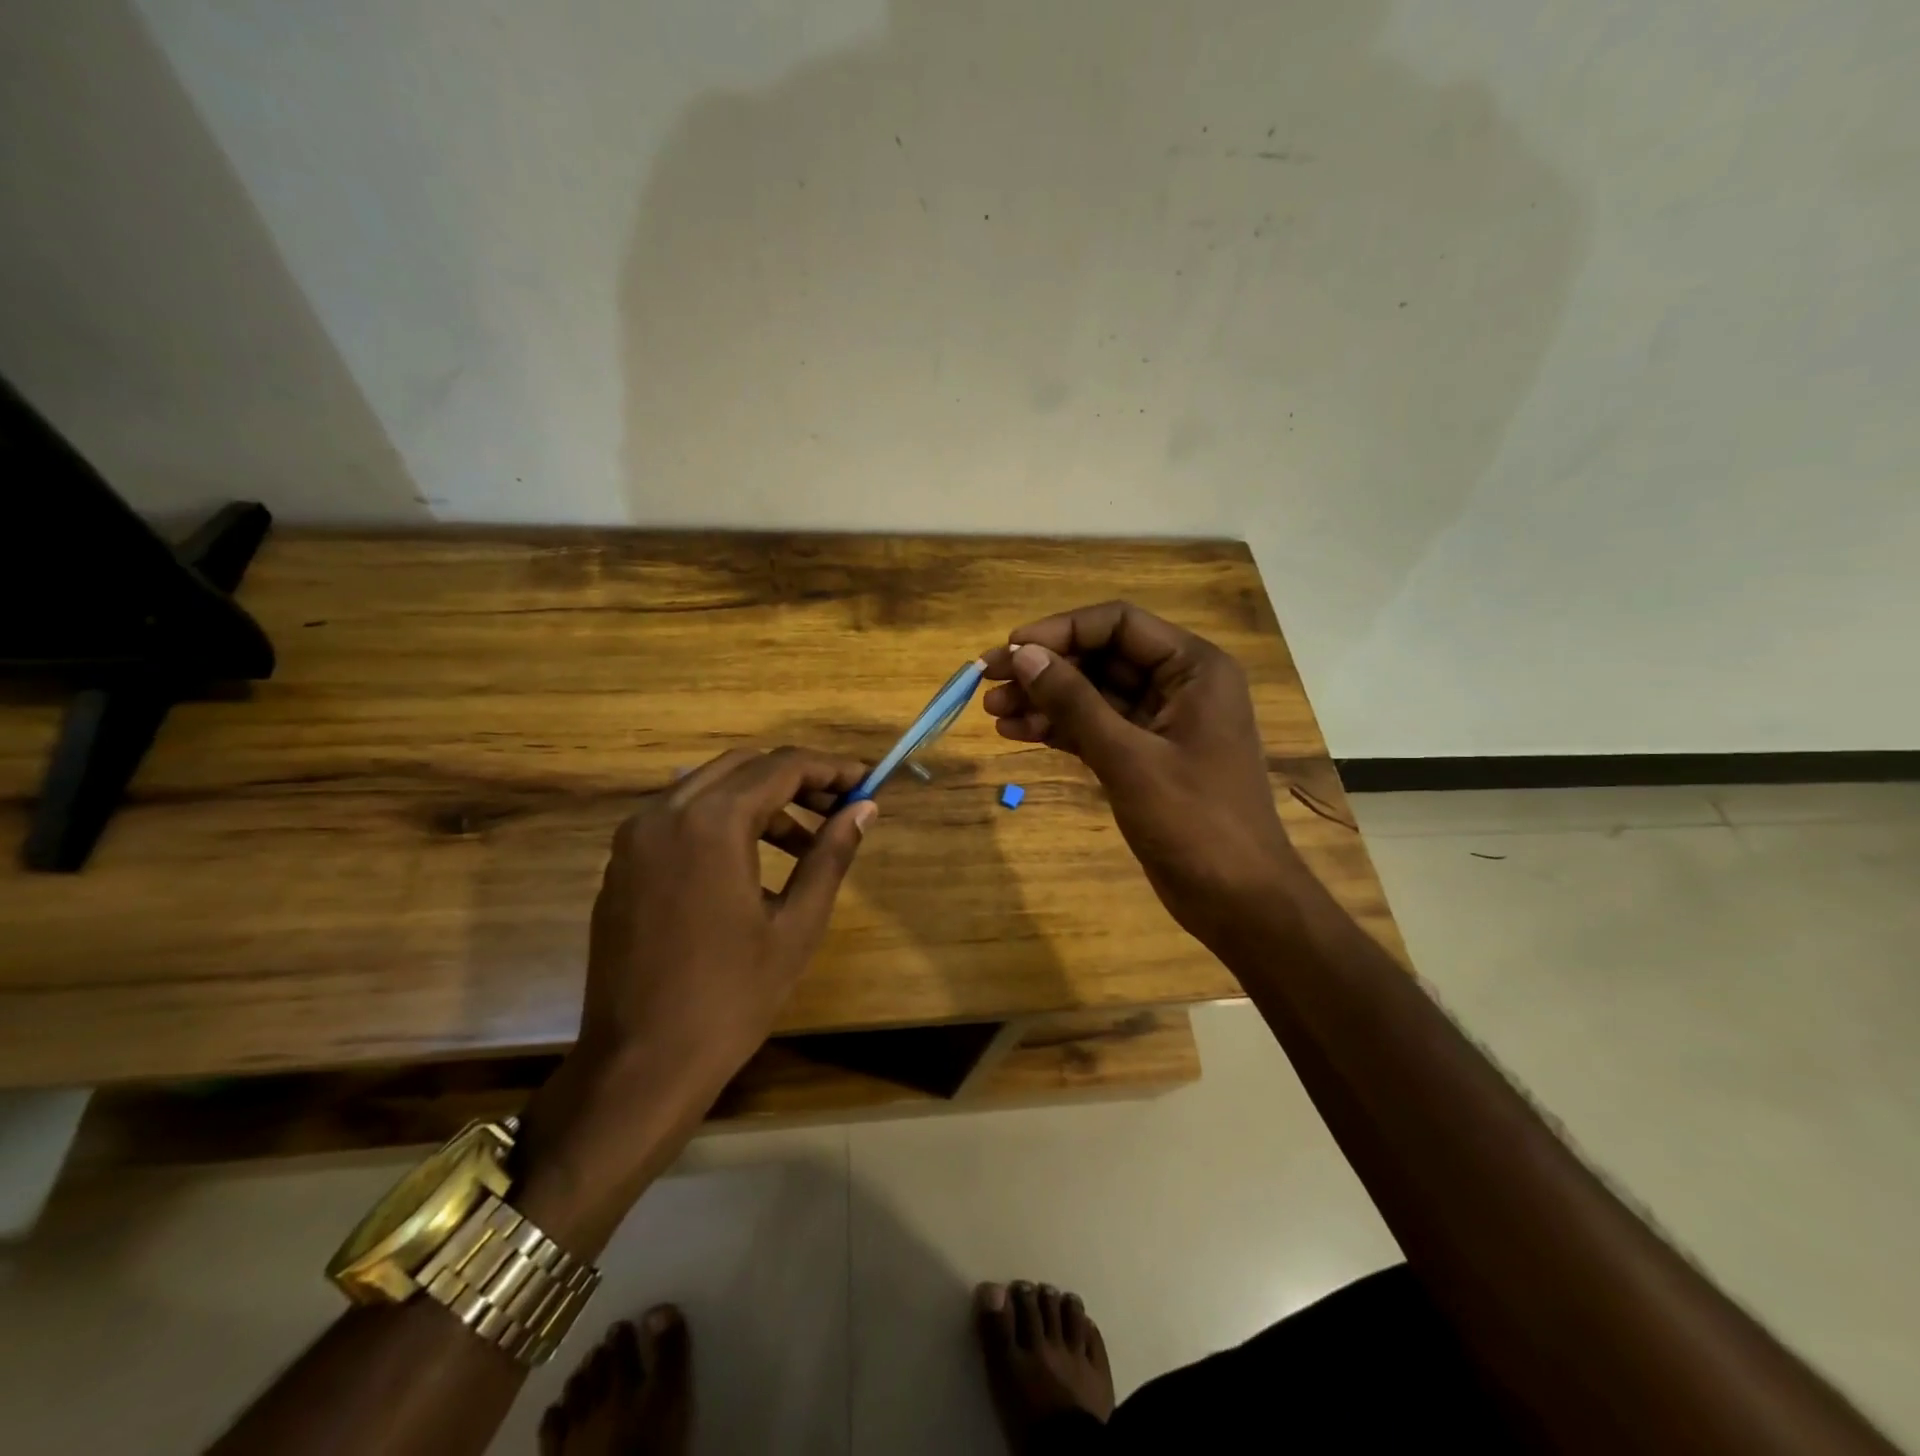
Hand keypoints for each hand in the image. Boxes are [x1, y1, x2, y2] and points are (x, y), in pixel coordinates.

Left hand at [578, 746, 874, 1090]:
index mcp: (711, 823)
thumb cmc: (730, 999)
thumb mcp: (797, 926)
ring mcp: (635, 837)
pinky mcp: (621, 864)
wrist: (640, 1066)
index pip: (782, 767)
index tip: (865, 782)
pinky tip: (750, 865)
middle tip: (838, 807)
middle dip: (796, 778)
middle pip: (744, 766)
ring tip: (803, 844)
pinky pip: (680, 817)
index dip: (830, 769)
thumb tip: (864, 809)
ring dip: (760, 800)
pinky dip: (722, 821)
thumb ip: (831, 855)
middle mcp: (665, 813)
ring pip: (709, 787)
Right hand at [981, 602, 1296, 943]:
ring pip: (1093, 695)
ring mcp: (1160, 723)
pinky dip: (1059, 729)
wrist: (1237, 900)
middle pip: (1101, 657)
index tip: (1011, 648)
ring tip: (992, 712)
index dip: (1061, 631)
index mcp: (1193, 668)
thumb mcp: (1128, 757)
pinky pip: (1095, 728)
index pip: (1118, 624)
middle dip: (1045, 669)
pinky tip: (1017, 732)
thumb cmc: (1194, 822)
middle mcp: (1178, 685)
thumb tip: (1022, 654)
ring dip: (1044, 700)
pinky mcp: (1144, 757)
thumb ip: (1074, 702)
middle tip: (988, 682)